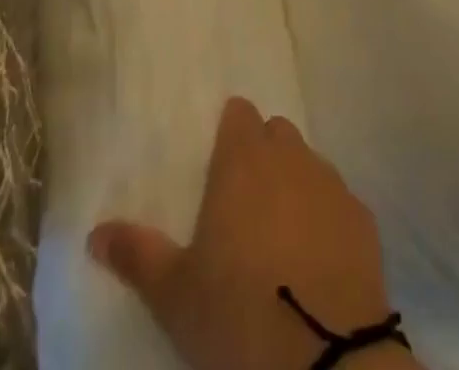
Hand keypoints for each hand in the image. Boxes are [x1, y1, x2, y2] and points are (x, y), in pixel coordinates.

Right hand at [89, 98, 402, 369]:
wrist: (325, 358)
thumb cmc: (238, 314)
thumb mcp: (175, 293)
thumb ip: (136, 253)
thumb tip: (94, 232)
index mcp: (243, 159)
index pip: (240, 113)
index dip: (231, 131)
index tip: (221, 161)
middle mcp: (290, 156)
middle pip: (276, 133)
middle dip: (263, 153)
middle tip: (246, 200)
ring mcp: (331, 183)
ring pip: (310, 162)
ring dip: (296, 182)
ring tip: (281, 231)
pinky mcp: (364, 217)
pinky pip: (340, 200)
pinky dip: (328, 216)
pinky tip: (318, 255)